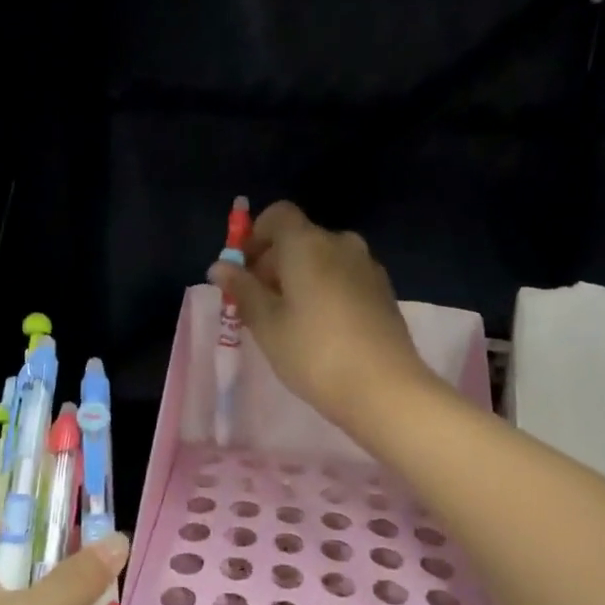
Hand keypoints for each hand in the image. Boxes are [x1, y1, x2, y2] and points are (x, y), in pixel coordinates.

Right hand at [208, 201, 432, 435]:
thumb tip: (220, 266)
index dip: (255, 236)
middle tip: (258, 303)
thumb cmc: (314, 353)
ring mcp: (367, 266)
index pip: (278, 215)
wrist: (385, 389)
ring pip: (323, 259)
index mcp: (308, 243)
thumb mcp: (267, 324)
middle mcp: (341, 243)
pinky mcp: (384, 290)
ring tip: (288, 319)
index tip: (243, 270)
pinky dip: (325, 288)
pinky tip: (321, 328)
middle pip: (299, 238)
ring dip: (300, 277)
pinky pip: (344, 276)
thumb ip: (243, 290)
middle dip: (273, 262)